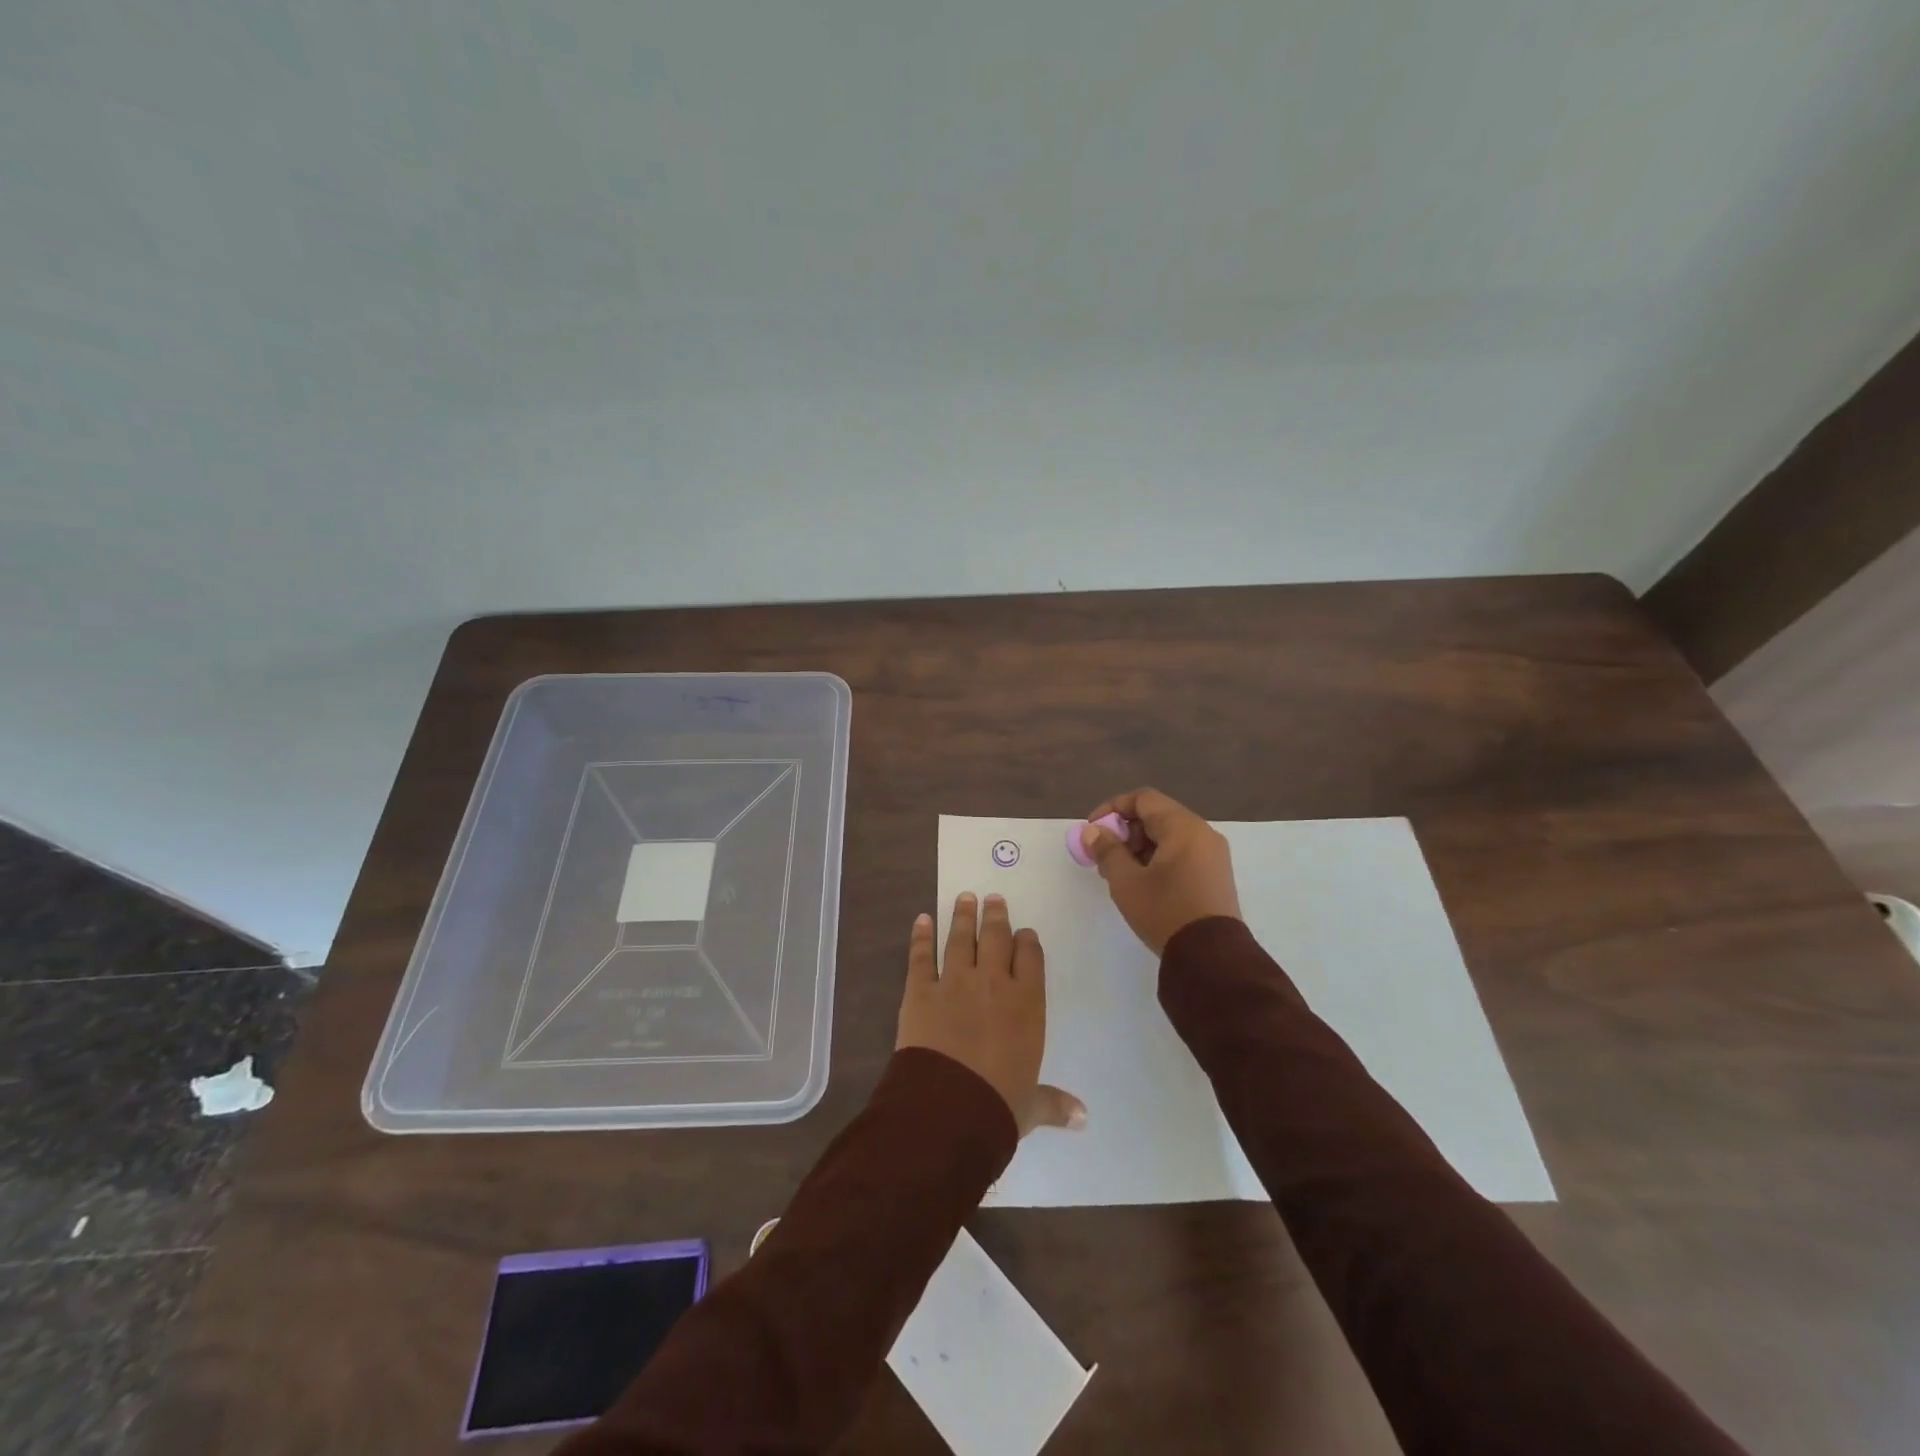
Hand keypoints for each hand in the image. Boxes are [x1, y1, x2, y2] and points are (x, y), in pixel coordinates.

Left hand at [896, 892, 1085, 1136]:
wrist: (949, 1108)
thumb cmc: (998, 1105)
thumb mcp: (1030, 1106)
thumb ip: (1054, 1103)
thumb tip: (1083, 1117)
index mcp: (1026, 1004)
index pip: (1030, 958)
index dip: (1027, 942)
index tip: (1024, 933)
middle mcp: (993, 983)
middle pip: (996, 938)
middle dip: (996, 916)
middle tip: (993, 898)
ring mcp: (955, 982)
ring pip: (961, 939)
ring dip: (963, 916)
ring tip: (965, 897)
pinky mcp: (920, 991)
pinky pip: (921, 957)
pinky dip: (921, 936)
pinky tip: (922, 919)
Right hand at [1080, 788, 1242, 954]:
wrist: (1212, 958)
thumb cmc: (1165, 911)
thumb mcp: (1126, 881)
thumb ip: (1107, 850)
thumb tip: (1093, 831)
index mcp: (1183, 827)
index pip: (1143, 799)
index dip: (1113, 808)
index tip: (1093, 830)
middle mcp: (1203, 833)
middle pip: (1157, 816)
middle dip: (1125, 831)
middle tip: (1104, 856)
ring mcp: (1213, 855)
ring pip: (1169, 836)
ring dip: (1140, 847)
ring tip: (1120, 874)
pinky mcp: (1215, 876)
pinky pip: (1182, 853)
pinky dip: (1158, 859)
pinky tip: (1143, 883)